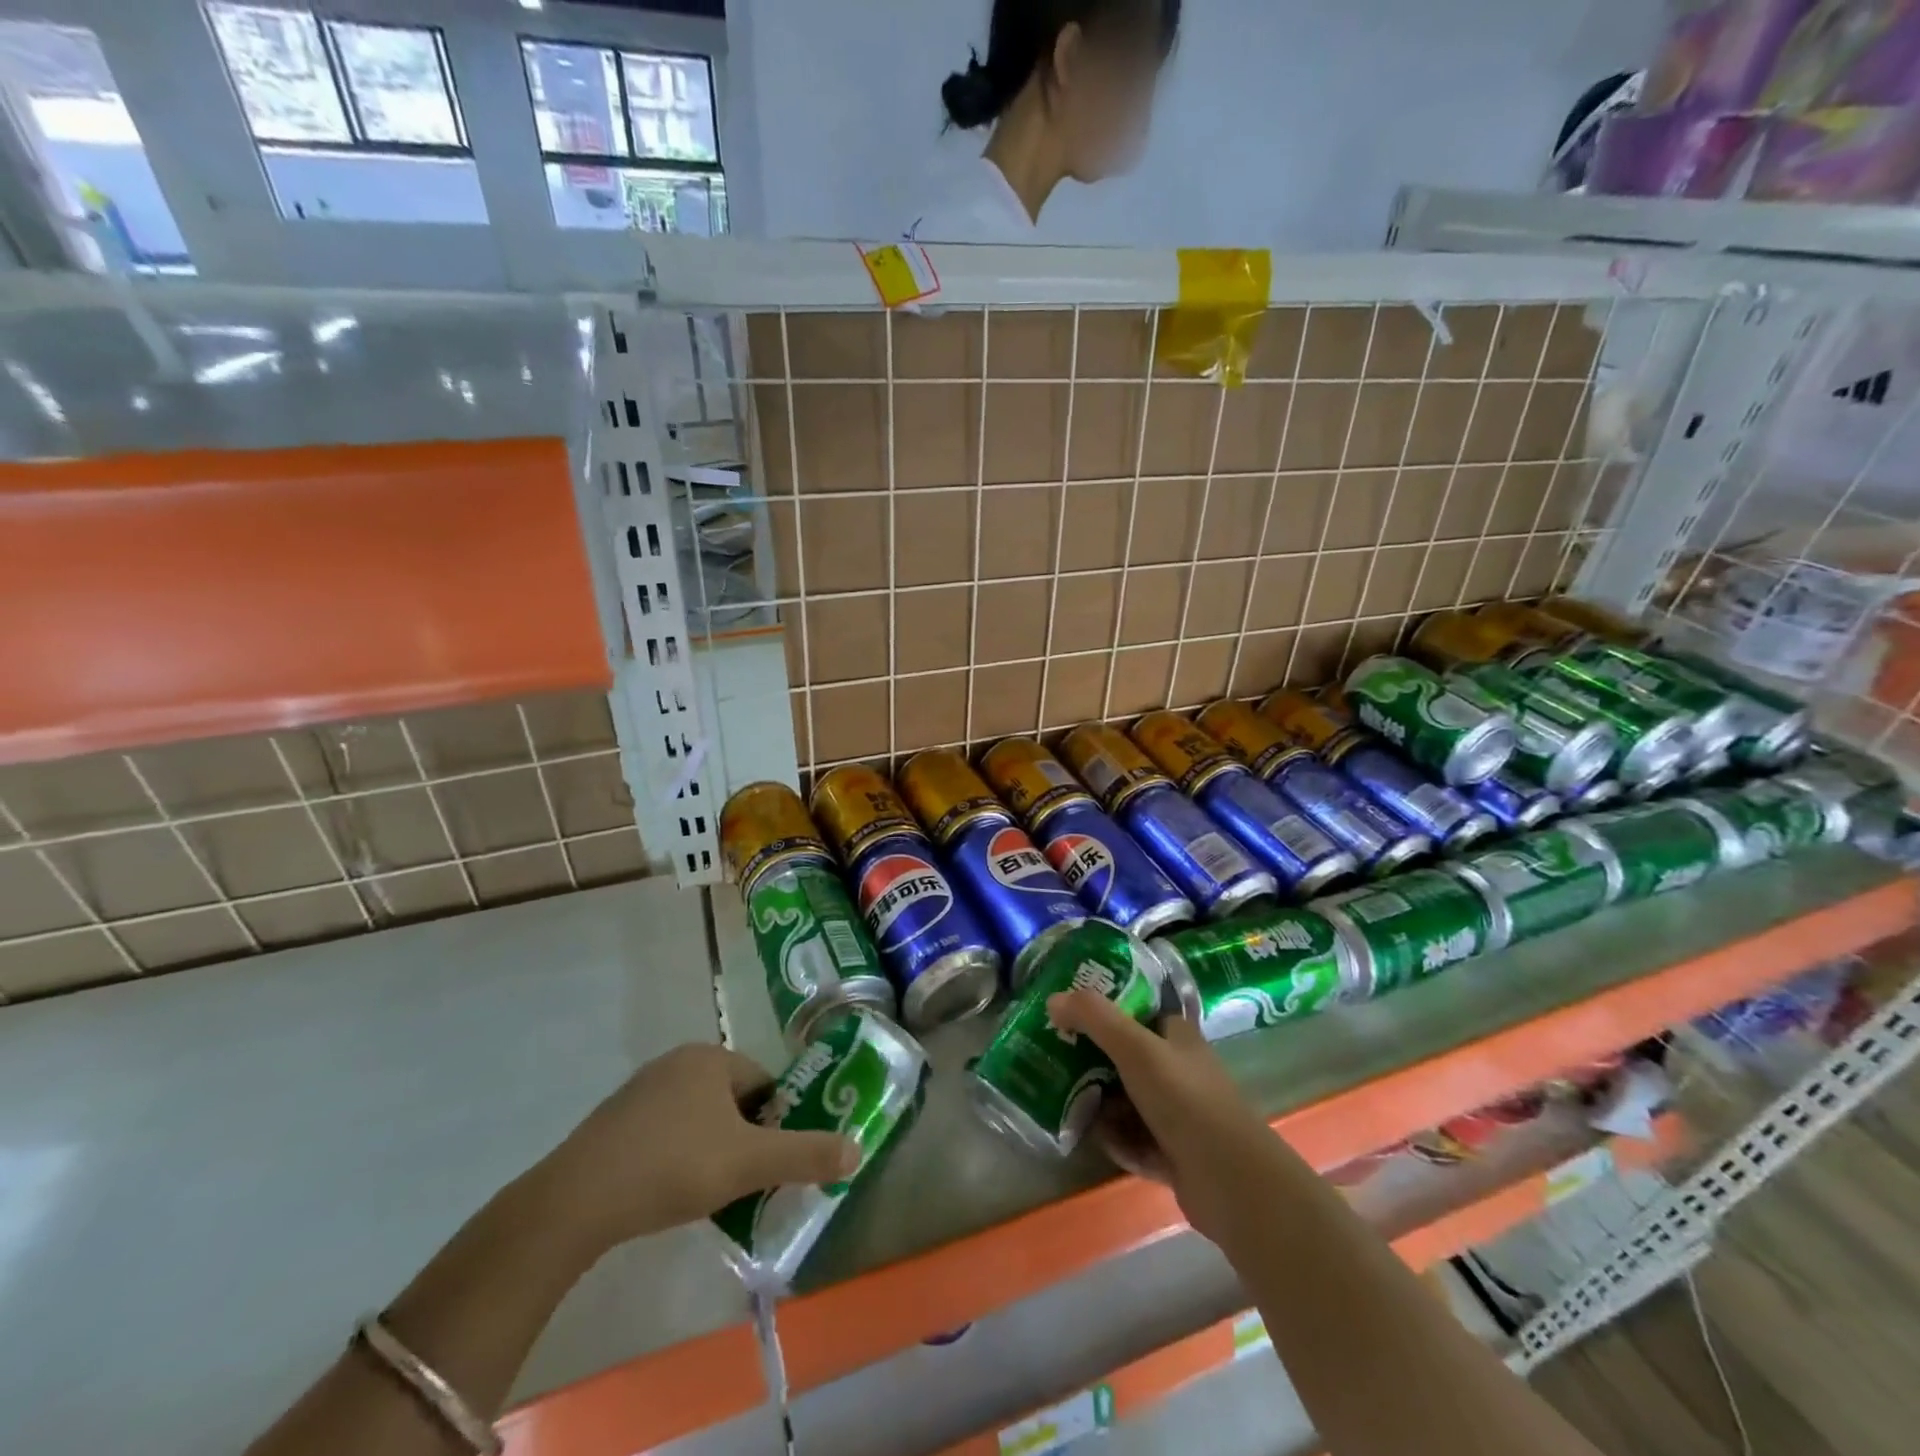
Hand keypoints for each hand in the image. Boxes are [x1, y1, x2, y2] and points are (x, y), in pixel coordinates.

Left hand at [529, 1044, 859, 1258]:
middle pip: (732, 1100)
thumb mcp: (749, 1163)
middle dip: (743, 1137)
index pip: (764, 1083)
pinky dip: (676, 1155)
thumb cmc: (674, 1166)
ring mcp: (641, 1088)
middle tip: (742, 1181)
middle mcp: (678, 1060)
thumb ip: (805, 1155)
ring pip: (698, 1117)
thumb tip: (857, 1150)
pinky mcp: (614, 1119)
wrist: (577, 1199)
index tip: (769, 1163)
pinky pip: (664, 1130)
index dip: (775, 1123)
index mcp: (712, 1058)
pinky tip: (667, 1192)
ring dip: (710, 1148)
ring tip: (707, 1193)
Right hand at [1048, 990, 1274, 1242]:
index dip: (1106, 1010)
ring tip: (1066, 1103)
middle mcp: (1179, 1070)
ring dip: (1101, 1105)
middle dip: (1094, 1063)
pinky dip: (1117, 1140)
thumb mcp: (1135, 1048)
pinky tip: (1097, 1141)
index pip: (1138, 1012)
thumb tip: (1054, 999)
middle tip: (1057, 1061)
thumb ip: (1094, 1018)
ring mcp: (1179, 1114)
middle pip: (1127, 1058)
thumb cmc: (1184, 1099)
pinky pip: (1135, 1139)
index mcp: (1177, 1037)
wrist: (1230, 1181)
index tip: (1069, 1014)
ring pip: (1128, 1101)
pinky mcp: (1174, 1153)